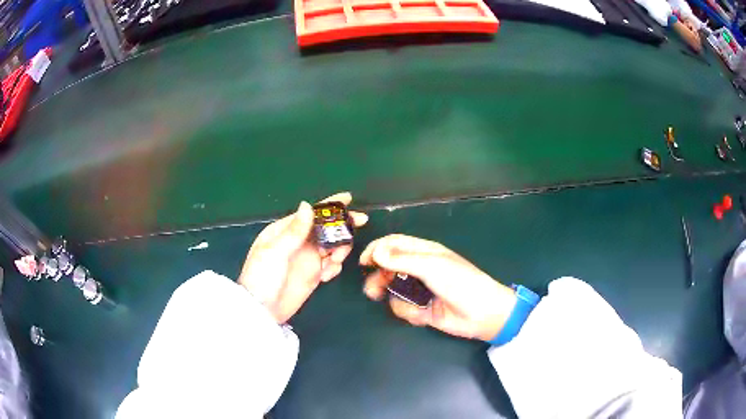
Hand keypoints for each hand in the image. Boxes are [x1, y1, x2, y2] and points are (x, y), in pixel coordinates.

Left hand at [238, 192, 367, 323]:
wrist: (262, 311)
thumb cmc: (262, 277)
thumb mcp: (275, 252)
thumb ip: (294, 231)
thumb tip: (307, 205)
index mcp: (285, 231)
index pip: (311, 214)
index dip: (330, 206)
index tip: (349, 198)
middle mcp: (298, 242)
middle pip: (326, 228)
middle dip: (342, 226)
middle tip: (359, 225)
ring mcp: (307, 259)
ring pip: (332, 246)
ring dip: (339, 249)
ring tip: (334, 260)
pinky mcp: (313, 275)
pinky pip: (331, 265)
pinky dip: (334, 267)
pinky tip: (326, 275)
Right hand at [360, 235, 516, 340]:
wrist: (481, 314)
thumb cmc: (460, 282)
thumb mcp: (431, 266)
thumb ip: (402, 259)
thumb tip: (376, 252)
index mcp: (424, 251)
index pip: (394, 244)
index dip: (377, 250)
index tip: (363, 262)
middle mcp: (420, 269)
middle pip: (389, 268)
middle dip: (380, 278)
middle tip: (373, 289)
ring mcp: (420, 290)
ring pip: (394, 290)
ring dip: (394, 298)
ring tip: (402, 305)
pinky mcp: (421, 309)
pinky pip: (404, 308)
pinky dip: (410, 312)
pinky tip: (423, 315)